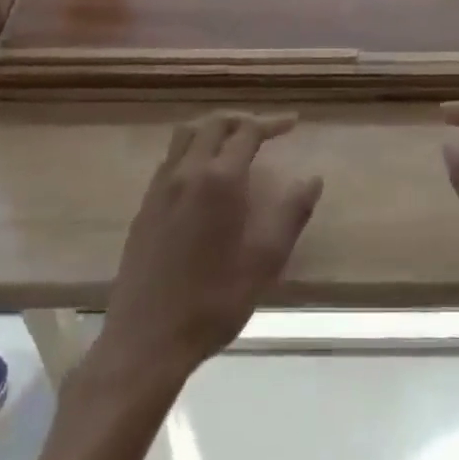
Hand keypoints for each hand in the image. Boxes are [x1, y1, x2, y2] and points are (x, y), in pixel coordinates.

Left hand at [95, 111, 321, 390]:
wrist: (147, 339)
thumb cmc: (213, 301)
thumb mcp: (264, 261)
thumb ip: (291, 214)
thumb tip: (313, 179)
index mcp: (219, 180)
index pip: (247, 132)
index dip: (272, 123)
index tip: (293, 123)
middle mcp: (186, 172)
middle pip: (213, 124)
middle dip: (241, 120)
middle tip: (266, 130)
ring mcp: (160, 187)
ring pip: (185, 136)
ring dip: (213, 129)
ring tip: (234, 143)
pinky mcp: (145, 206)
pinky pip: (170, 158)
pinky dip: (192, 149)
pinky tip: (203, 176)